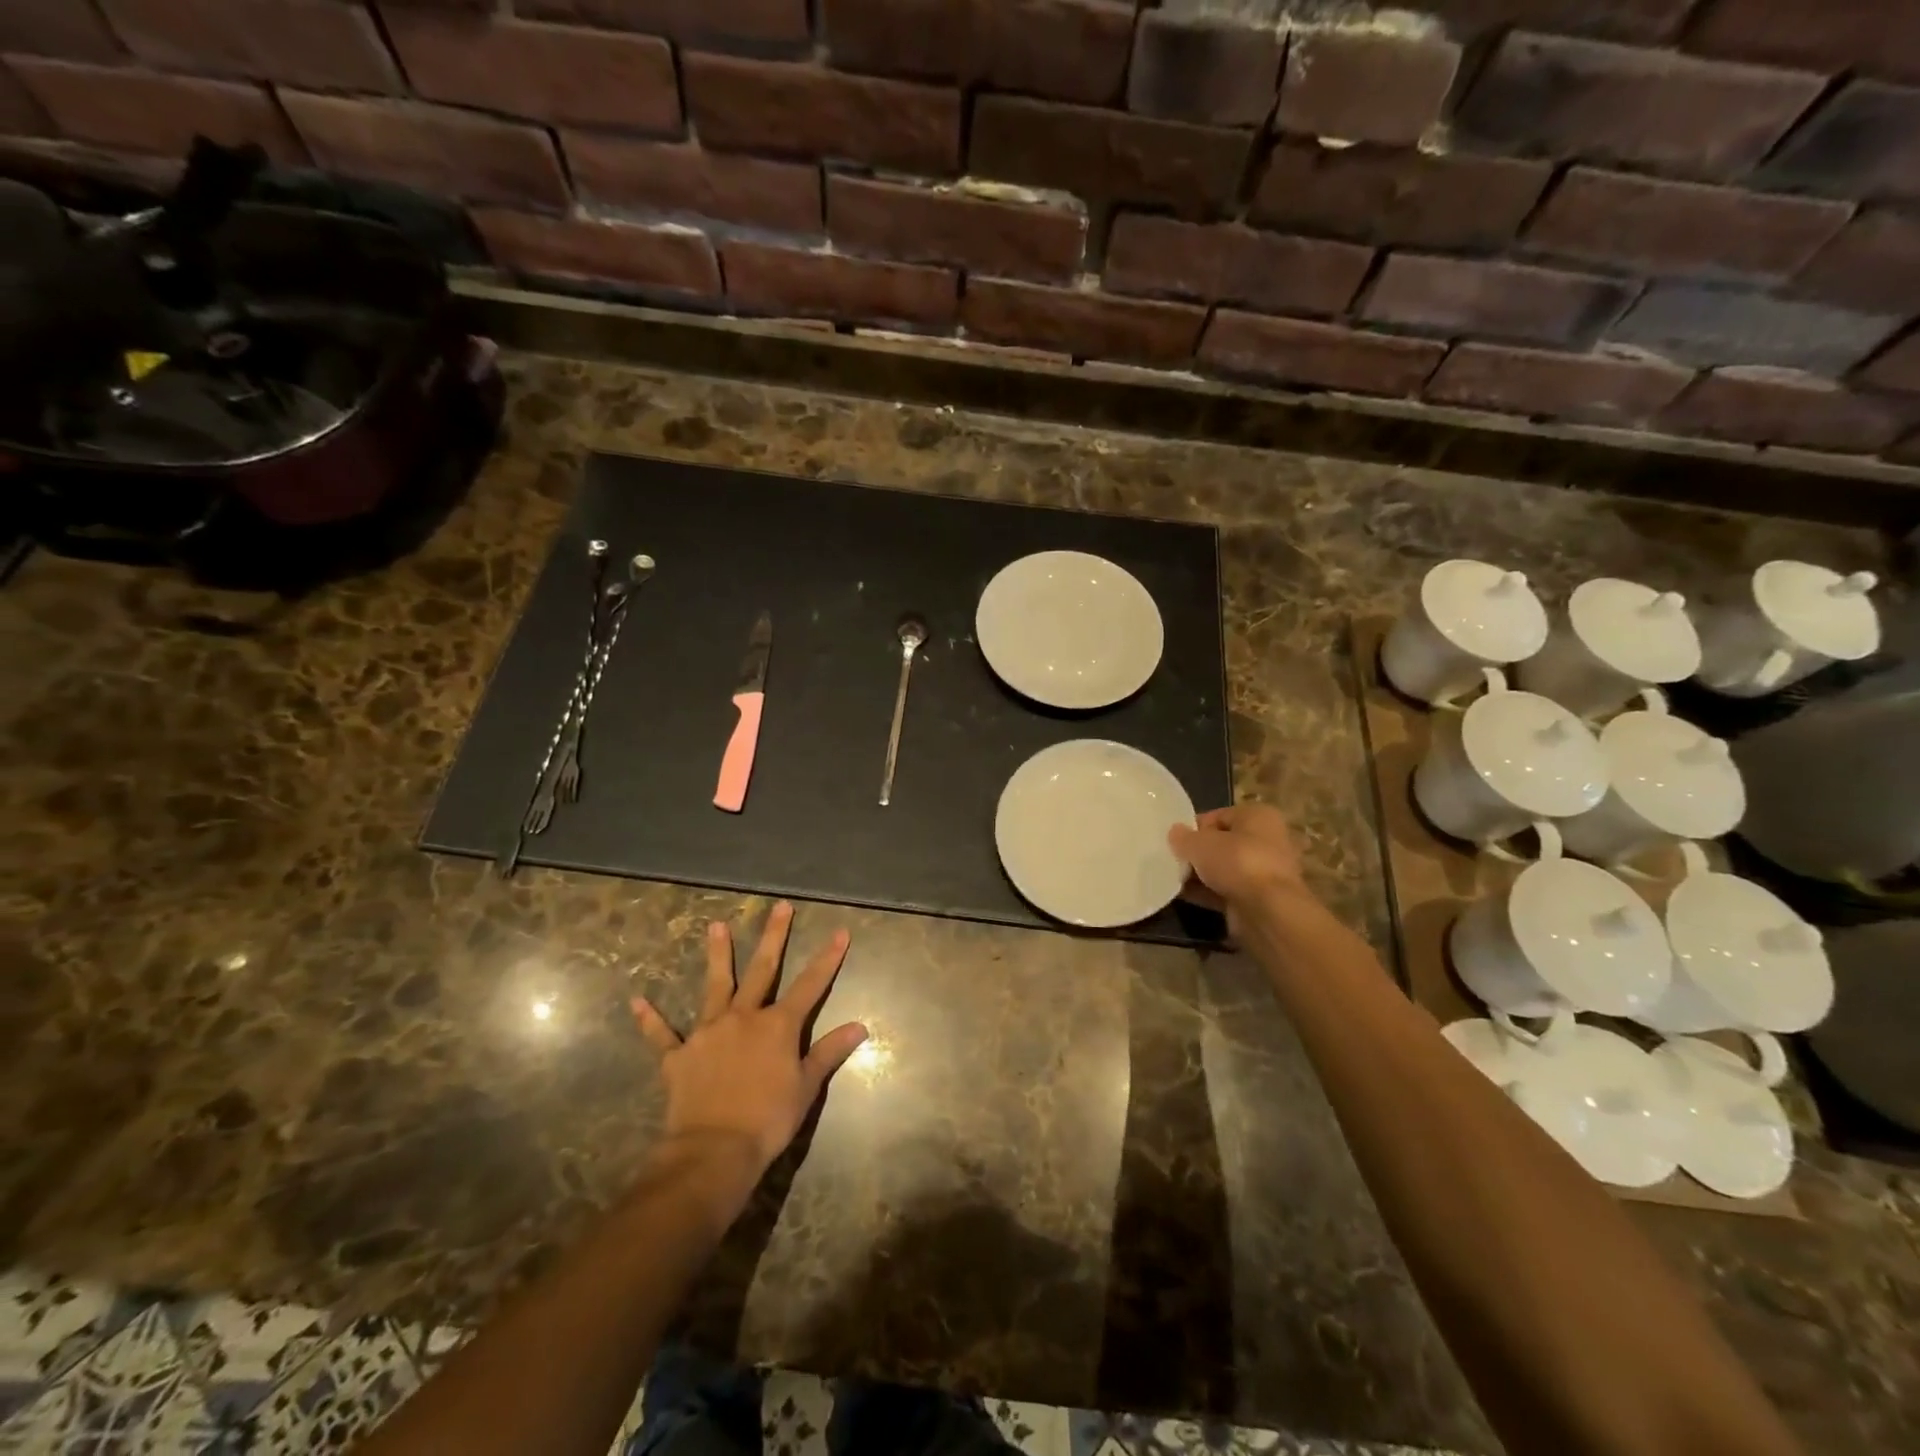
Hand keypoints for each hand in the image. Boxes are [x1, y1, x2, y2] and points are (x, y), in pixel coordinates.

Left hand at [632, 902, 868, 1177]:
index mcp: (778, 1025)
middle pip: (762, 970)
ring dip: (717, 956)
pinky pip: (662, 1035)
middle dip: (774, 936)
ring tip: (715, 926)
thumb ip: (829, 1052)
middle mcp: (743, 1017)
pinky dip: (650, 1019)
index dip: (827, 958)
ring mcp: (708, 1033)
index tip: (840, 932)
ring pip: (714, 986)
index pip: (810, 985)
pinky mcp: (679, 1056)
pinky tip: (637, 1001)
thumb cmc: (768, 1119)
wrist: (713, 1150)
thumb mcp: (807, 1087)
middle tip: (779, 906)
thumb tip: (860, 1027)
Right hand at [1169, 805, 1310, 924]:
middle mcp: (1267, 840)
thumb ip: (1183, 837)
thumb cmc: (1237, 862)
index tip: (1174, 841)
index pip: (1218, 816)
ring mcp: (1264, 872)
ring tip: (1173, 878)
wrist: (1267, 912)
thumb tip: (1175, 833)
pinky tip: (1182, 895)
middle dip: (1197, 853)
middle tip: (1172, 860)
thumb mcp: (1199, 843)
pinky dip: (1206, 892)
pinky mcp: (1258, 899)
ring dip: (1199, 874)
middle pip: (1221, 843)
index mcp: (1258, 816)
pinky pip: (1225, 890)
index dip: (1193, 827)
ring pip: (1223, 869)